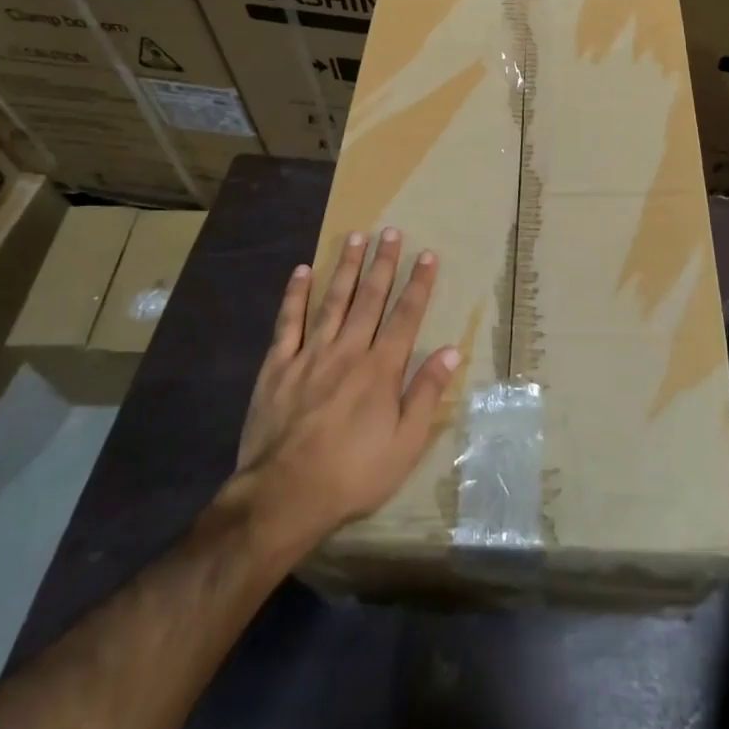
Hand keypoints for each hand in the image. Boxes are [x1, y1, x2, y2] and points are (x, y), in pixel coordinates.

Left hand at [226, 229, 460, 551]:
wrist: (283, 496)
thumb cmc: (352, 474)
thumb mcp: (404, 444)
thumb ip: (426, 393)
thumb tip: (450, 351)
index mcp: (381, 368)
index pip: (406, 316)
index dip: (419, 284)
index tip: (427, 255)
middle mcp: (348, 350)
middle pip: (370, 298)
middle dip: (384, 263)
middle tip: (391, 232)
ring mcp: (310, 354)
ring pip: (333, 300)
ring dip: (347, 267)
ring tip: (357, 237)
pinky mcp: (278, 366)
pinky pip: (288, 322)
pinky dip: (296, 295)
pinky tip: (302, 270)